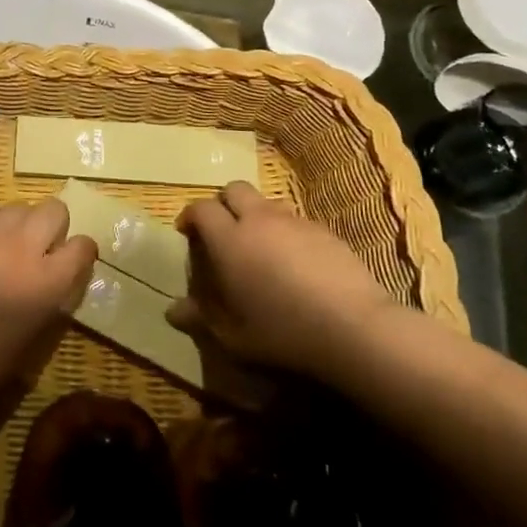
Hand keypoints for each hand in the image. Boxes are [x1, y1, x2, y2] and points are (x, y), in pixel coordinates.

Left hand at [0, 195, 97, 407]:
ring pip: (19, 205)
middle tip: (39, 249)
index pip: (83, 247)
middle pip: (54, 210)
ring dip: (20, 222)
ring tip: (5, 243)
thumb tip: (56, 285)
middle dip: (53, 227)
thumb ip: (47, 307)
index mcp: (45, 285)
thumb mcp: (26, 347)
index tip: (71, 261)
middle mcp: (22, 249)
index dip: (81, 252)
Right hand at [170, 182, 392, 380]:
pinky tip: (296, 262)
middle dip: (224, 203)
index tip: (187, 232)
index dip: (191, 216)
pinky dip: (287, 232)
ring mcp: (295, 222)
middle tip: (223, 231)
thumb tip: (171, 311)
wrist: (354, 328)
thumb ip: (202, 318)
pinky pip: (296, 220)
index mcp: (230, 240)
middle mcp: (259, 220)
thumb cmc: (283, 333)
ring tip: (260, 246)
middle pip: (235, 189)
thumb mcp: (234, 336)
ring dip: (257, 215)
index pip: (202, 208)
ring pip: (267, 203)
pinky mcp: (325, 231)